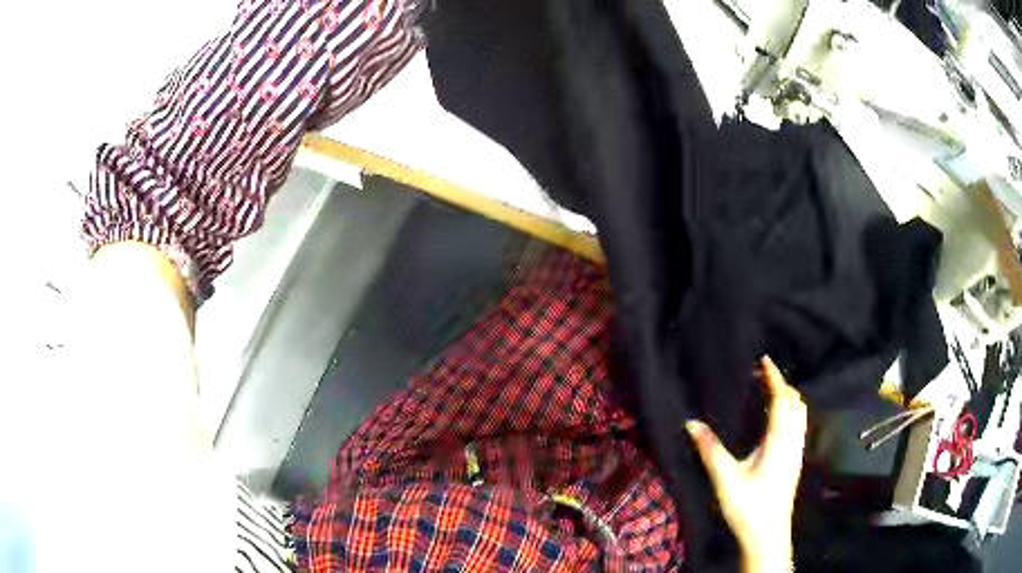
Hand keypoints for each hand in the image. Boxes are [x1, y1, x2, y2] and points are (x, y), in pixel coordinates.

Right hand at [685, 356, 806, 572]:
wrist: (768, 535)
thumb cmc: (748, 507)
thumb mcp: (725, 479)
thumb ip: (710, 450)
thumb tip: (691, 423)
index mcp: (778, 441)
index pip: (782, 399)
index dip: (775, 377)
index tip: (764, 360)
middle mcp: (792, 441)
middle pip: (795, 402)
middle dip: (782, 384)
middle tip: (763, 374)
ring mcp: (796, 452)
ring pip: (800, 414)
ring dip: (788, 397)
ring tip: (771, 391)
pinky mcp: (795, 462)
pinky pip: (799, 425)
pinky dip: (791, 412)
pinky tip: (778, 421)